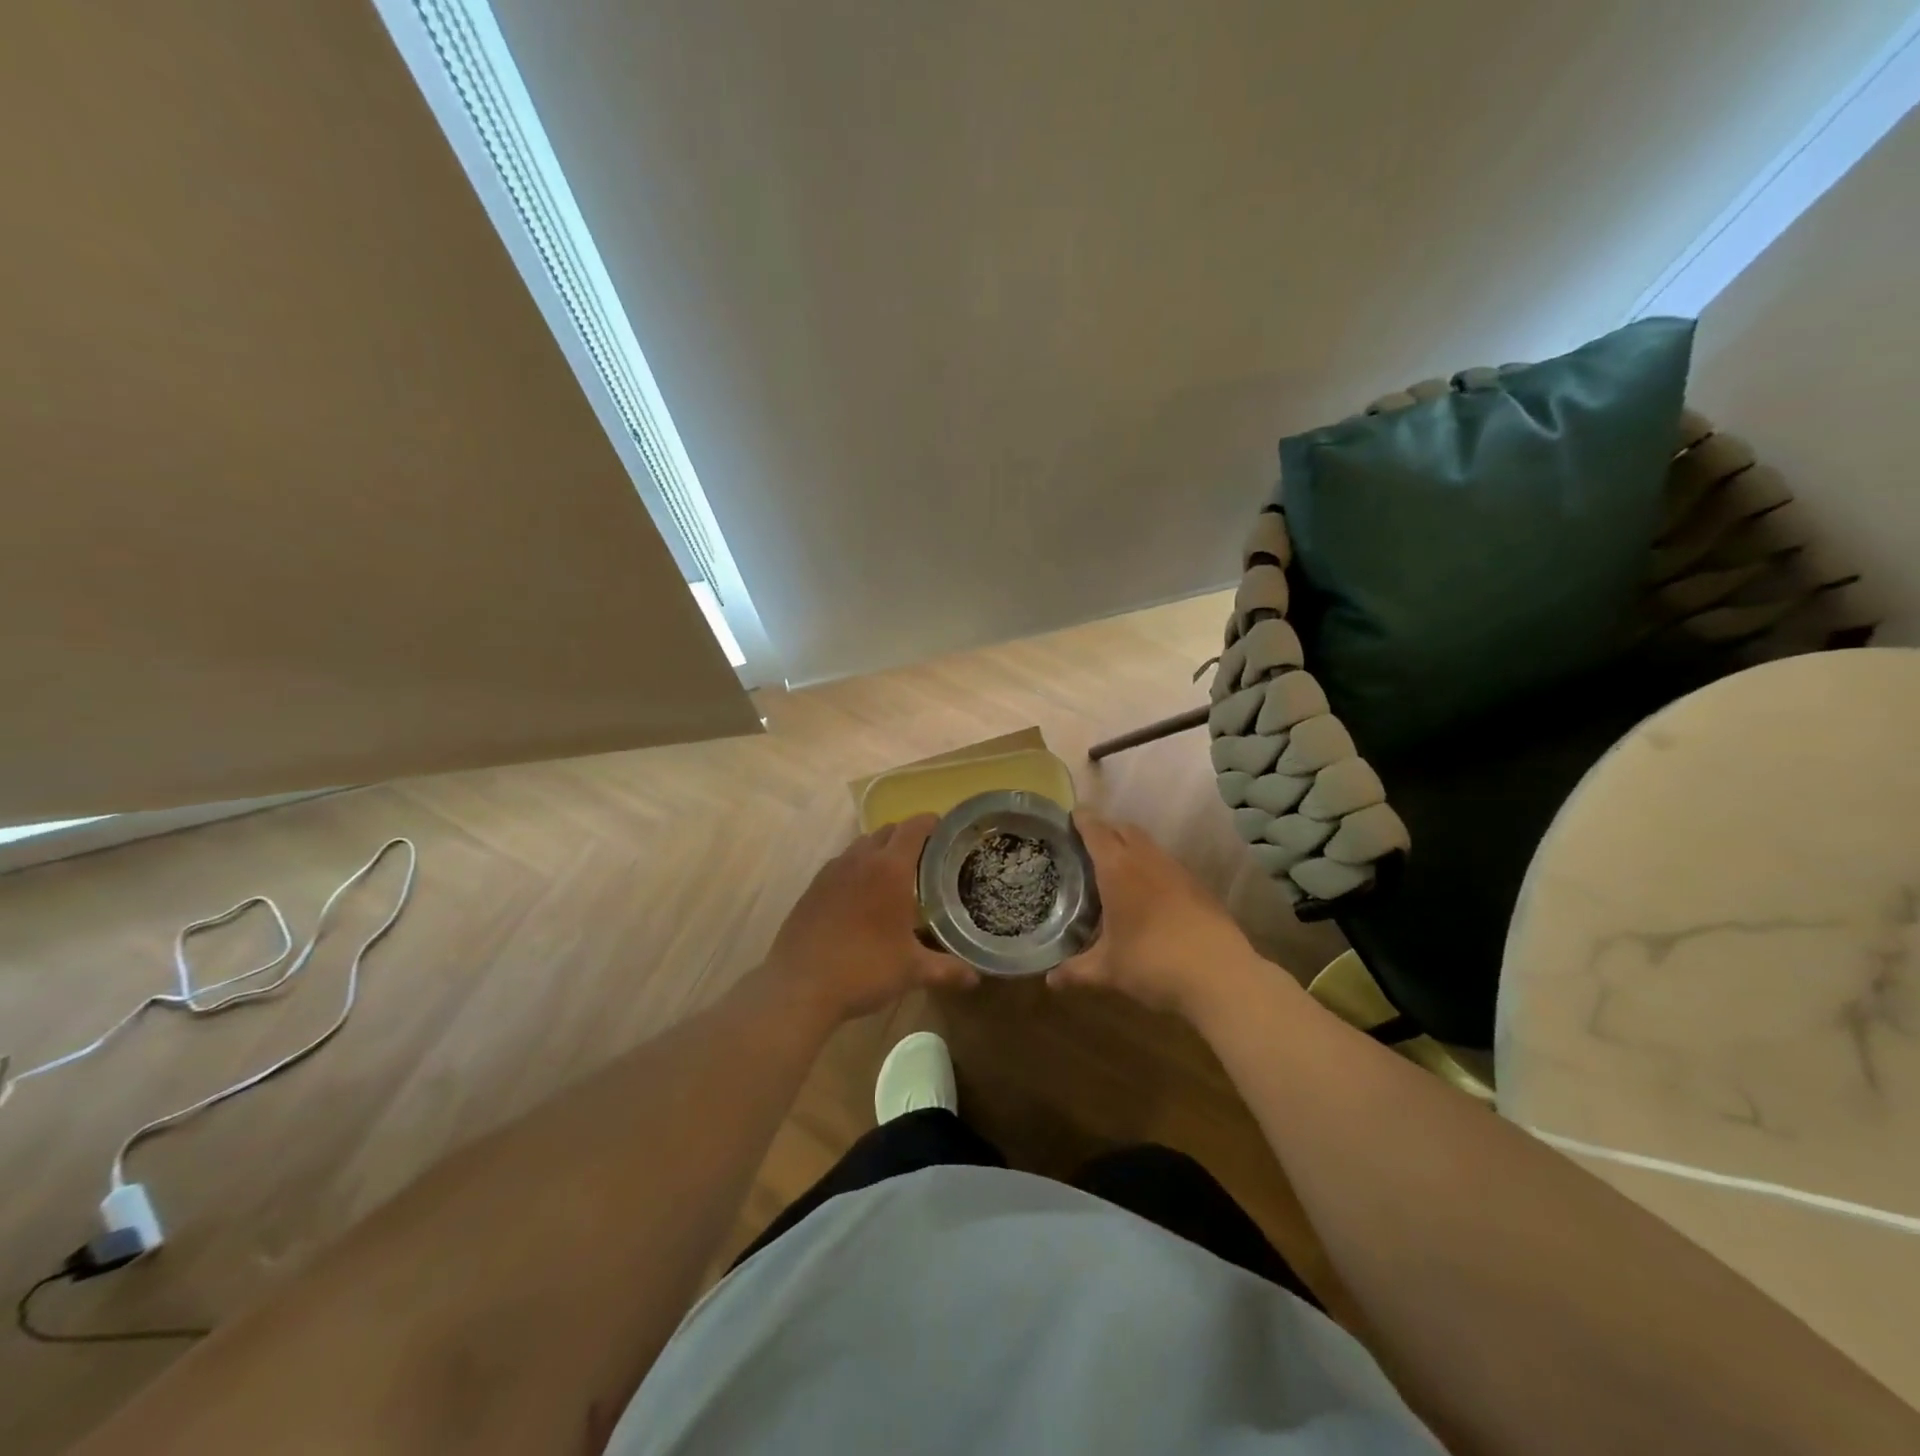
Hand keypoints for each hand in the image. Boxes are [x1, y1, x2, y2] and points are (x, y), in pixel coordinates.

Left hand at [761, 815, 976, 1025]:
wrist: (800, 985)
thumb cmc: (864, 969)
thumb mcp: (912, 971)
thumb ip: (947, 969)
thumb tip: (976, 977)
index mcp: (890, 869)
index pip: (914, 828)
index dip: (931, 823)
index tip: (945, 831)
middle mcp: (860, 860)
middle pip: (887, 831)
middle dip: (907, 836)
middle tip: (925, 857)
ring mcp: (832, 871)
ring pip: (861, 845)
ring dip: (879, 850)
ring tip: (893, 875)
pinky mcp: (812, 887)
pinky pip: (841, 864)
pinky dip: (856, 868)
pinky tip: (861, 896)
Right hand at [1049, 814, 1270, 1022]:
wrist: (1220, 975)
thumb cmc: (1153, 963)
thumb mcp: (1108, 970)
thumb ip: (1075, 971)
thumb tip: (1049, 981)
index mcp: (1118, 868)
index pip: (1096, 830)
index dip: (1082, 820)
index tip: (1070, 816)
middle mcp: (1147, 859)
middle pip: (1124, 829)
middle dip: (1106, 830)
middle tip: (1087, 845)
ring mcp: (1177, 870)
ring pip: (1148, 845)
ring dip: (1130, 847)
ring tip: (1115, 868)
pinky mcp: (1198, 886)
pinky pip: (1166, 864)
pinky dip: (1151, 867)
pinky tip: (1147, 894)